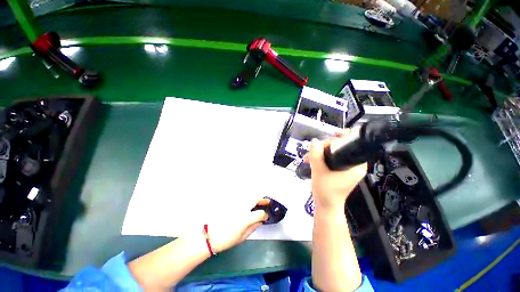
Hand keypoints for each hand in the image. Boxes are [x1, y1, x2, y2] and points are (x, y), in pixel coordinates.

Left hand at [207, 198, 268, 253]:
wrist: (210, 235)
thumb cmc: (226, 239)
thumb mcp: (242, 237)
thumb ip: (253, 227)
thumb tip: (260, 221)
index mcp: (246, 219)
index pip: (260, 213)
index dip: (265, 215)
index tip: (266, 216)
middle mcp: (242, 208)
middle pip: (255, 199)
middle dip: (262, 199)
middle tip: (266, 201)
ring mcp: (235, 203)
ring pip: (248, 196)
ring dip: (254, 197)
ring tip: (257, 200)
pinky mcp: (230, 202)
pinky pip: (240, 197)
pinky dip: (245, 197)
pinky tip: (246, 201)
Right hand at [306, 130, 366, 212]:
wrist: (325, 205)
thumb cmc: (326, 191)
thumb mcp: (319, 171)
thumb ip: (316, 155)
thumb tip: (314, 141)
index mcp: (356, 165)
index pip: (351, 143)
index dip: (339, 138)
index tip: (327, 138)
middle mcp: (354, 164)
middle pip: (340, 146)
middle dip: (324, 147)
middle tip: (312, 151)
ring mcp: (346, 166)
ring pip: (333, 151)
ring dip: (320, 152)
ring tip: (308, 158)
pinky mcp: (339, 169)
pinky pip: (331, 157)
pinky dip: (321, 157)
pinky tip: (311, 160)